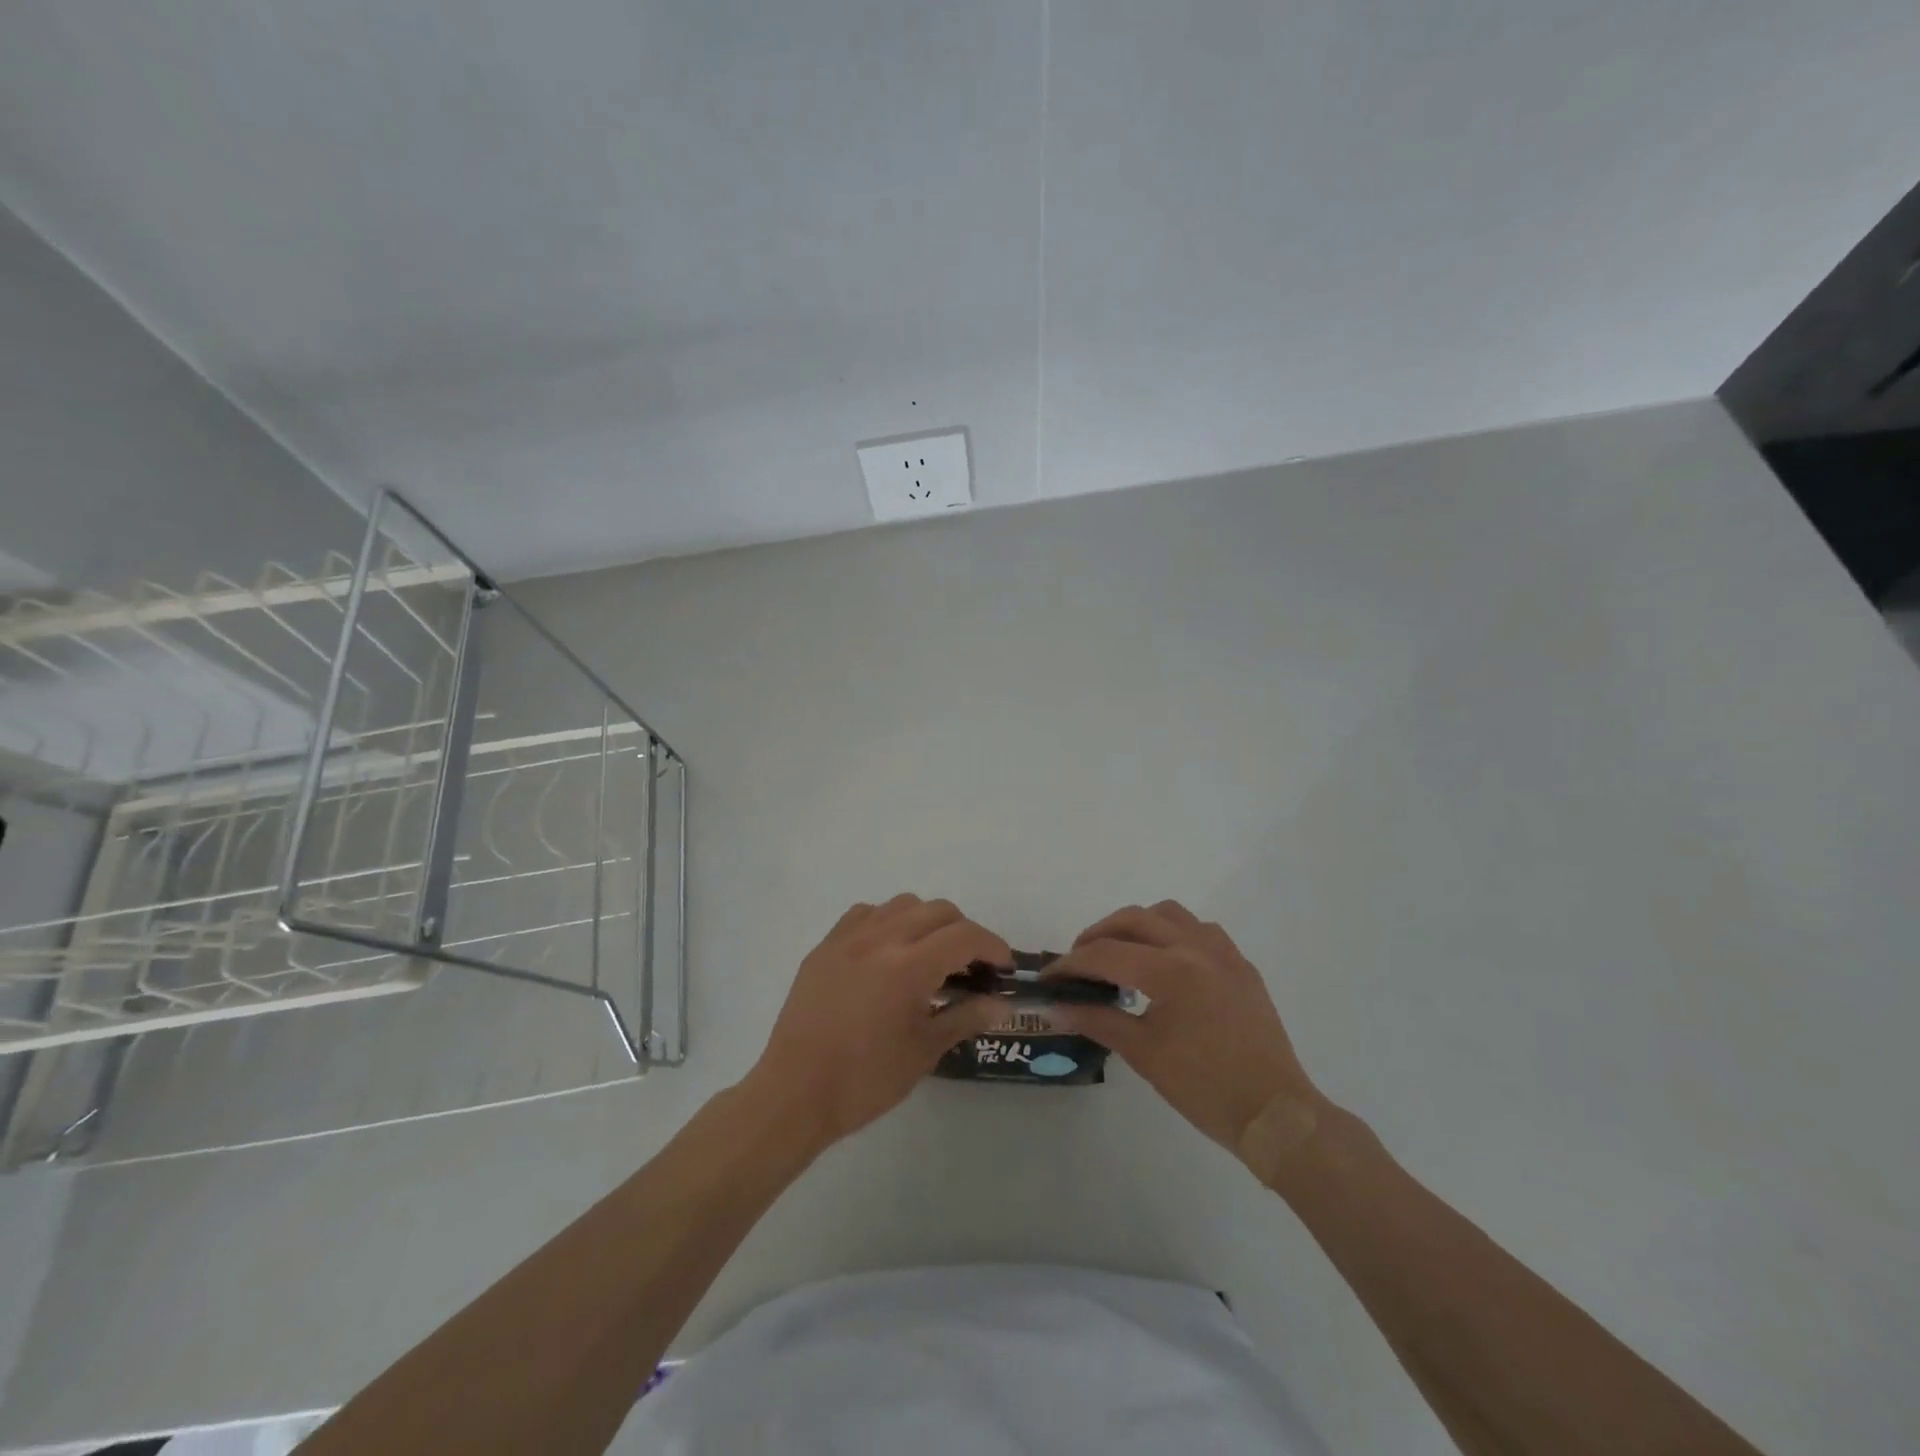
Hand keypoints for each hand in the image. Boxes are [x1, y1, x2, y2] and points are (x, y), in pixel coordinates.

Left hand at [747, 895, 1009, 1148]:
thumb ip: (965, 1017)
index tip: (1002, 968)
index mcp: (908, 966)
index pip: (965, 936)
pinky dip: (888, 922)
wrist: (795, 1093)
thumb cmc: (865, 1081)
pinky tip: (887, 953)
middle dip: (964, 932)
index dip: (992, 946)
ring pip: (902, 904)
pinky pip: (866, 914)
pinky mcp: (825, 946)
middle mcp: (880, 938)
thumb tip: (1001, 1005)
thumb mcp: (924, 1051)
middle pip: (938, 911)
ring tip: (929, 956)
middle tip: (971, 967)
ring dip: (927, 921)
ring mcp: (848, 938)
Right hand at [1050, 901, 1326, 1163]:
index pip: (1106, 954)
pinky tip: (1166, 963)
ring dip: (1137, 925)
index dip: (1071, 964)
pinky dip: (1172, 934)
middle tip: (1079, 960)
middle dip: (1098, 934)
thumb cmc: (1205, 1088)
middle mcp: (1196, 948)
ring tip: (1121, 953)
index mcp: (1170, 971)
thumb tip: (1057, 1007)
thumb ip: (1098, 1020)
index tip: (1049, 978)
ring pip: (1169, 914)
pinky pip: (1200, 930)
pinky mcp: (1241, 965)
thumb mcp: (1144, 1054)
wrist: (1275, 1115)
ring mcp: (1223, 953)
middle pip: (1134, 919)